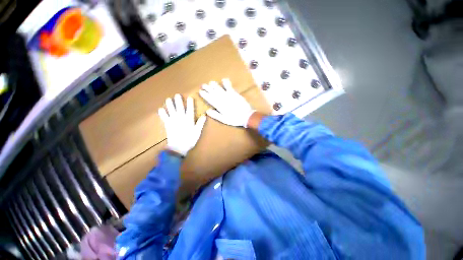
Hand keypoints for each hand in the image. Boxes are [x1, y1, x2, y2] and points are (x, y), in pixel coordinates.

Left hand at [158, 94, 205, 155]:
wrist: (178, 147)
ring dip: (170, 104)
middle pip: (180, 108)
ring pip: (171, 110)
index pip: (190, 109)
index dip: (190, 103)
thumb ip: (200, 123)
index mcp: (189, 120)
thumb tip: (204, 115)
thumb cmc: (190, 139)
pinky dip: (162, 113)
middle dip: (179, 101)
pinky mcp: (168, 124)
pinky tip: (160, 109)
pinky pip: (164, 117)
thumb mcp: (197, 132)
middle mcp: (181, 118)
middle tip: (177, 95)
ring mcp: (173, 121)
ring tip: (168, 99)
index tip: (190, 97)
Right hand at [199, 79, 254, 127]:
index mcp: (219, 106)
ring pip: (220, 89)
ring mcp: (229, 96)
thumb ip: (215, 115)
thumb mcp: (224, 120)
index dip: (205, 95)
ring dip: (215, 85)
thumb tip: (207, 111)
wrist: (246, 116)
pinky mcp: (235, 94)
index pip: (210, 99)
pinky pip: (229, 87)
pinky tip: (223, 79)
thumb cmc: (234, 119)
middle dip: (208, 89)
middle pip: (214, 93)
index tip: (200, 91)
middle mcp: (223, 99)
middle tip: (203, 85)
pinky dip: (226, 83)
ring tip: (210, 82)